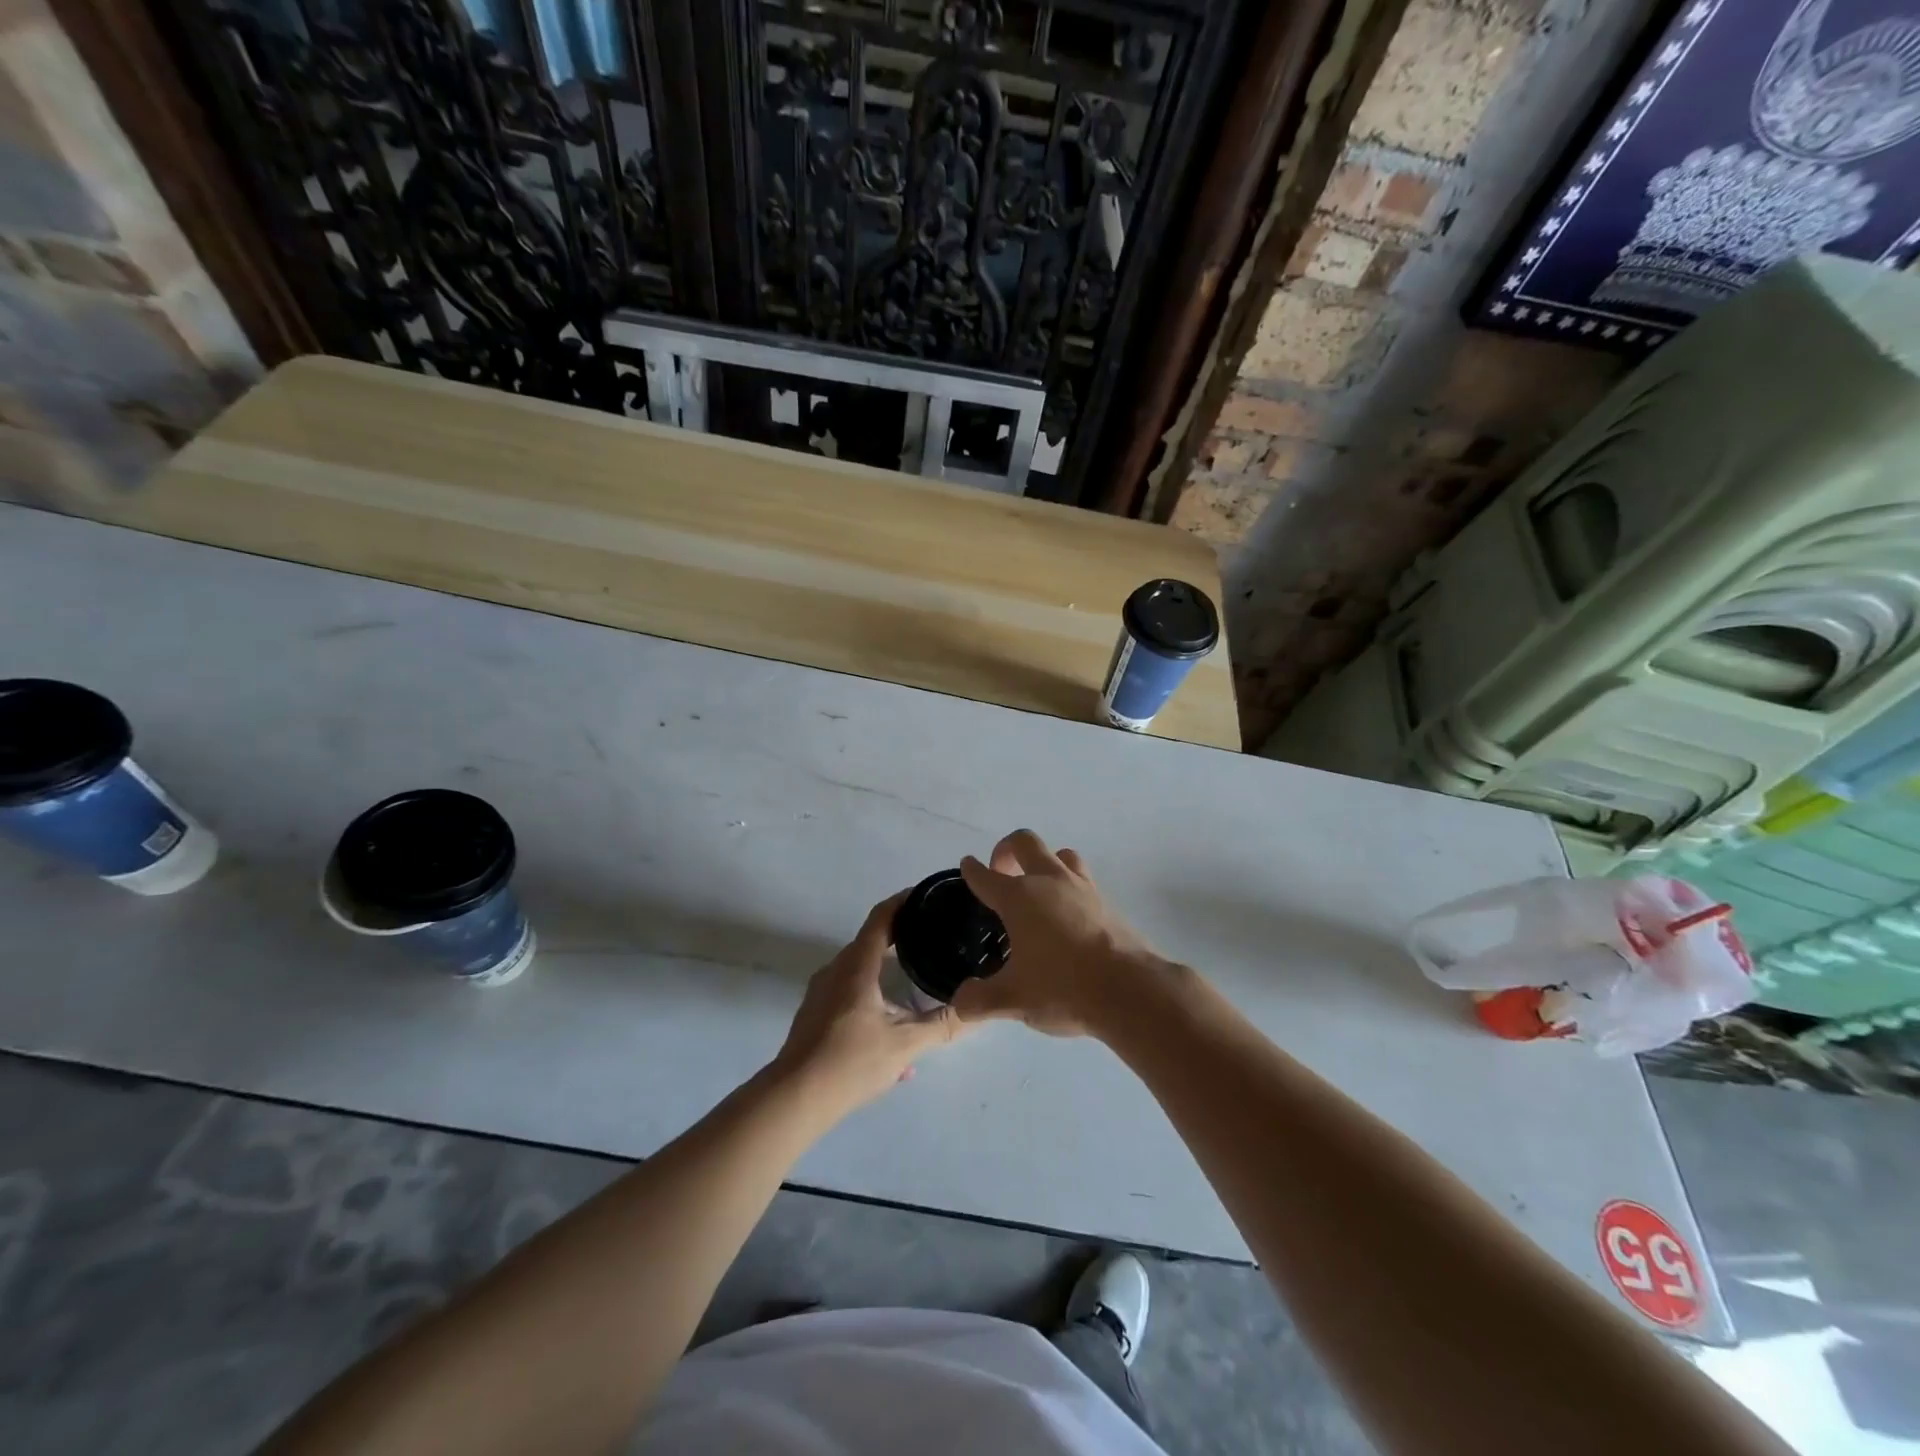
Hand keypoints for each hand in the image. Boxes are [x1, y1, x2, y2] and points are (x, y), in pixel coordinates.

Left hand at [770, 891, 965, 1121]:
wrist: (794, 1098)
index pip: (881, 918)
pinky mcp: (814, 1013)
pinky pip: (848, 991)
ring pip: (859, 970)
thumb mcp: (905, 1045)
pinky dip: (872, 995)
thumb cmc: (850, 1062)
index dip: (902, 902)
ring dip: (886, 972)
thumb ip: (942, 1026)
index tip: (925, 895)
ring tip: (915, 984)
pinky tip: (890, 1030)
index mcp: (857, 967)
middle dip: (900, 937)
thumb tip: (976, 1010)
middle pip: (870, 941)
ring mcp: (820, 992)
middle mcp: (836, 970)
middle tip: (932, 939)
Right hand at [951, 830, 1173, 1038]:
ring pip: (1060, 854)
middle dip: (1007, 849)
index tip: (967, 865)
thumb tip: (960, 1004)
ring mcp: (1081, 887)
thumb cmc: (1062, 987)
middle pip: (1025, 843)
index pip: (986, 876)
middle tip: (1001, 871)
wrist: (1128, 989)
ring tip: (1037, 886)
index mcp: (1019, 898)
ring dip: (1044, 862)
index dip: (972, 870)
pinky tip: (1067, 912)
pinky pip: (1082, 877)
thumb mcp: (1013, 999)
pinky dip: (1068, 884)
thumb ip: (980, 1000)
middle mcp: (1048, 881)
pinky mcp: (1106, 901)